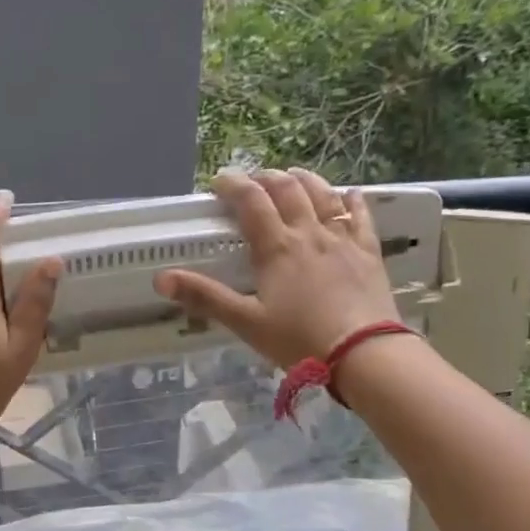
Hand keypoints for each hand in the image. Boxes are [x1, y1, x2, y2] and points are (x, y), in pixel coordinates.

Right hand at [153, 167, 399, 368]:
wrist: (363, 354)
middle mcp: (308, 233)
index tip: (218, 181)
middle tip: (253, 180)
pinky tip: (349, 194)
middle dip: (266, 179)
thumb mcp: (245, 322)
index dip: (233, 185)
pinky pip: (360, 216)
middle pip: (287, 190)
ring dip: (305, 180)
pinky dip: (351, 200)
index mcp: (276, 248)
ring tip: (293, 176)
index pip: (251, 201)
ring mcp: (342, 240)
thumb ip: (205, 297)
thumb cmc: (299, 340)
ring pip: (323, 195)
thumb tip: (161, 279)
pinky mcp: (368, 253)